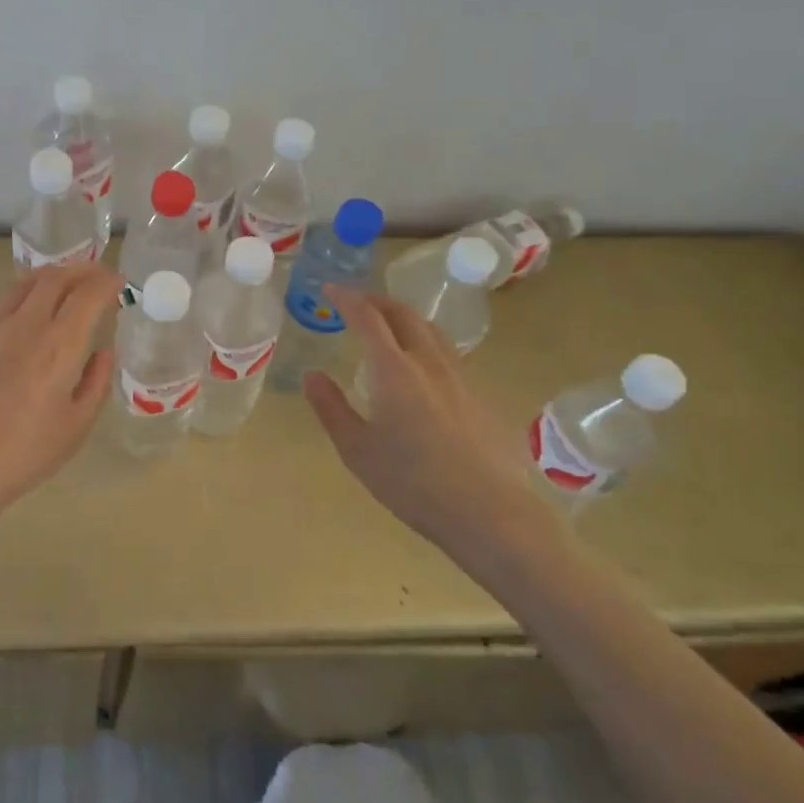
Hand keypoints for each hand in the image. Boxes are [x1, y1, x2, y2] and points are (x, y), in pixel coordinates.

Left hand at [0, 262, 122, 528]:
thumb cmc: (27, 451)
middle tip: (96, 276)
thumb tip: (104, 352)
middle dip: (81, 270)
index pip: (89, 294)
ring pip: (23, 284)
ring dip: (49, 277)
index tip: (119, 284)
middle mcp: (27, 325)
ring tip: (62, 284)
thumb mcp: (77, 424)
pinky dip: (17, 297)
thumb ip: (96, 381)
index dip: (108, 282)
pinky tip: (21, 311)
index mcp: (60, 344)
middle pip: (55, 277)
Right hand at [303, 286, 549, 552]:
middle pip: (403, 314)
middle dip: (376, 300)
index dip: (347, 298)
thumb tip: (312, 375)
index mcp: (393, 370)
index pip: (367, 317)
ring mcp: (460, 376)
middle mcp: (428, 362)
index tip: (329, 289)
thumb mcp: (357, 450)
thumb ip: (331, 408)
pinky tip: (421, 365)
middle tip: (356, 302)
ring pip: (430, 329)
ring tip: (388, 325)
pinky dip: (424, 341)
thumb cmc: (413, 483)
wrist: (491, 513)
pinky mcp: (480, 395)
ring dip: (404, 317)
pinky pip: (447, 352)